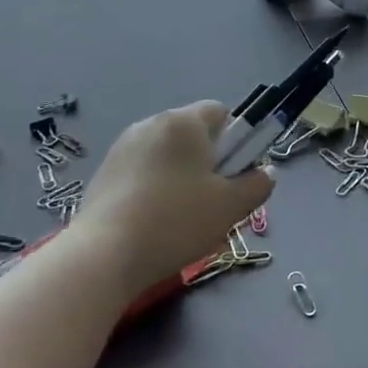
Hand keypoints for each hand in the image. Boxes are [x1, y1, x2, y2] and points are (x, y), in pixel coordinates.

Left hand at [77, 101, 272, 293]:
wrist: (103, 255)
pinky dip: (153, 189)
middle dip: (207, 162)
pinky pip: (142, 172)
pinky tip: (152, 224)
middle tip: (212, 202)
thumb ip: (257, 185)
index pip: (221, 112)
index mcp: (184, 122)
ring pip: (167, 155)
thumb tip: (265, 173)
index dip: (235, 140)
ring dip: (180, 177)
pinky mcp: (103, 173)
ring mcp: (122, 147)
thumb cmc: (176, 221)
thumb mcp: (231, 207)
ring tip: (180, 219)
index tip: (233, 175)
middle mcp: (151, 123)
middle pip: (193, 134)